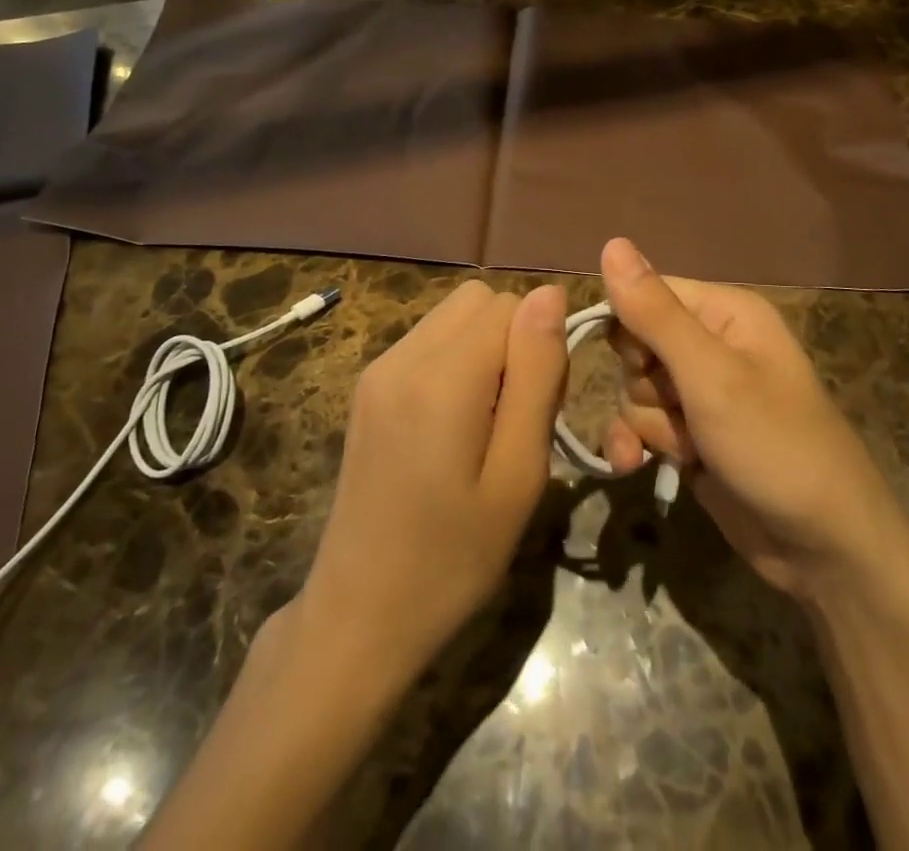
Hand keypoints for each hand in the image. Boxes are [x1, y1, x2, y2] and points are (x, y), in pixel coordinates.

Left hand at [297, 279, 566, 689]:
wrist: (358, 616)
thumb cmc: (453, 559)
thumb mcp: (518, 476)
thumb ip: (537, 375)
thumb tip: (550, 293)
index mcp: (442, 378)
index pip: (512, 305)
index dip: (540, 346)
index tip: (540, 407)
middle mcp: (402, 356)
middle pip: (480, 300)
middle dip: (512, 339)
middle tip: (516, 414)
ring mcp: (378, 368)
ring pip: (454, 315)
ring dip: (484, 348)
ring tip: (486, 421)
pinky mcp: (367, 385)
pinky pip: (429, 340)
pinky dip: (455, 361)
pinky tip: (452, 424)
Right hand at [600, 238, 908, 602]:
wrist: (825, 550)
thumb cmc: (775, 446)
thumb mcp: (711, 376)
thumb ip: (656, 313)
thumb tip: (611, 242)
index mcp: (724, 312)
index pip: (645, 293)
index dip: (631, 329)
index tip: (645, 366)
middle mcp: (711, 343)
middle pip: (635, 344)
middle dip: (644, 385)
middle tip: (679, 410)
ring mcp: (700, 393)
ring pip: (634, 389)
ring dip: (648, 424)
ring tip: (688, 450)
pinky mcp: (691, 435)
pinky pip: (641, 424)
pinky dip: (636, 443)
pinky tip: (636, 466)